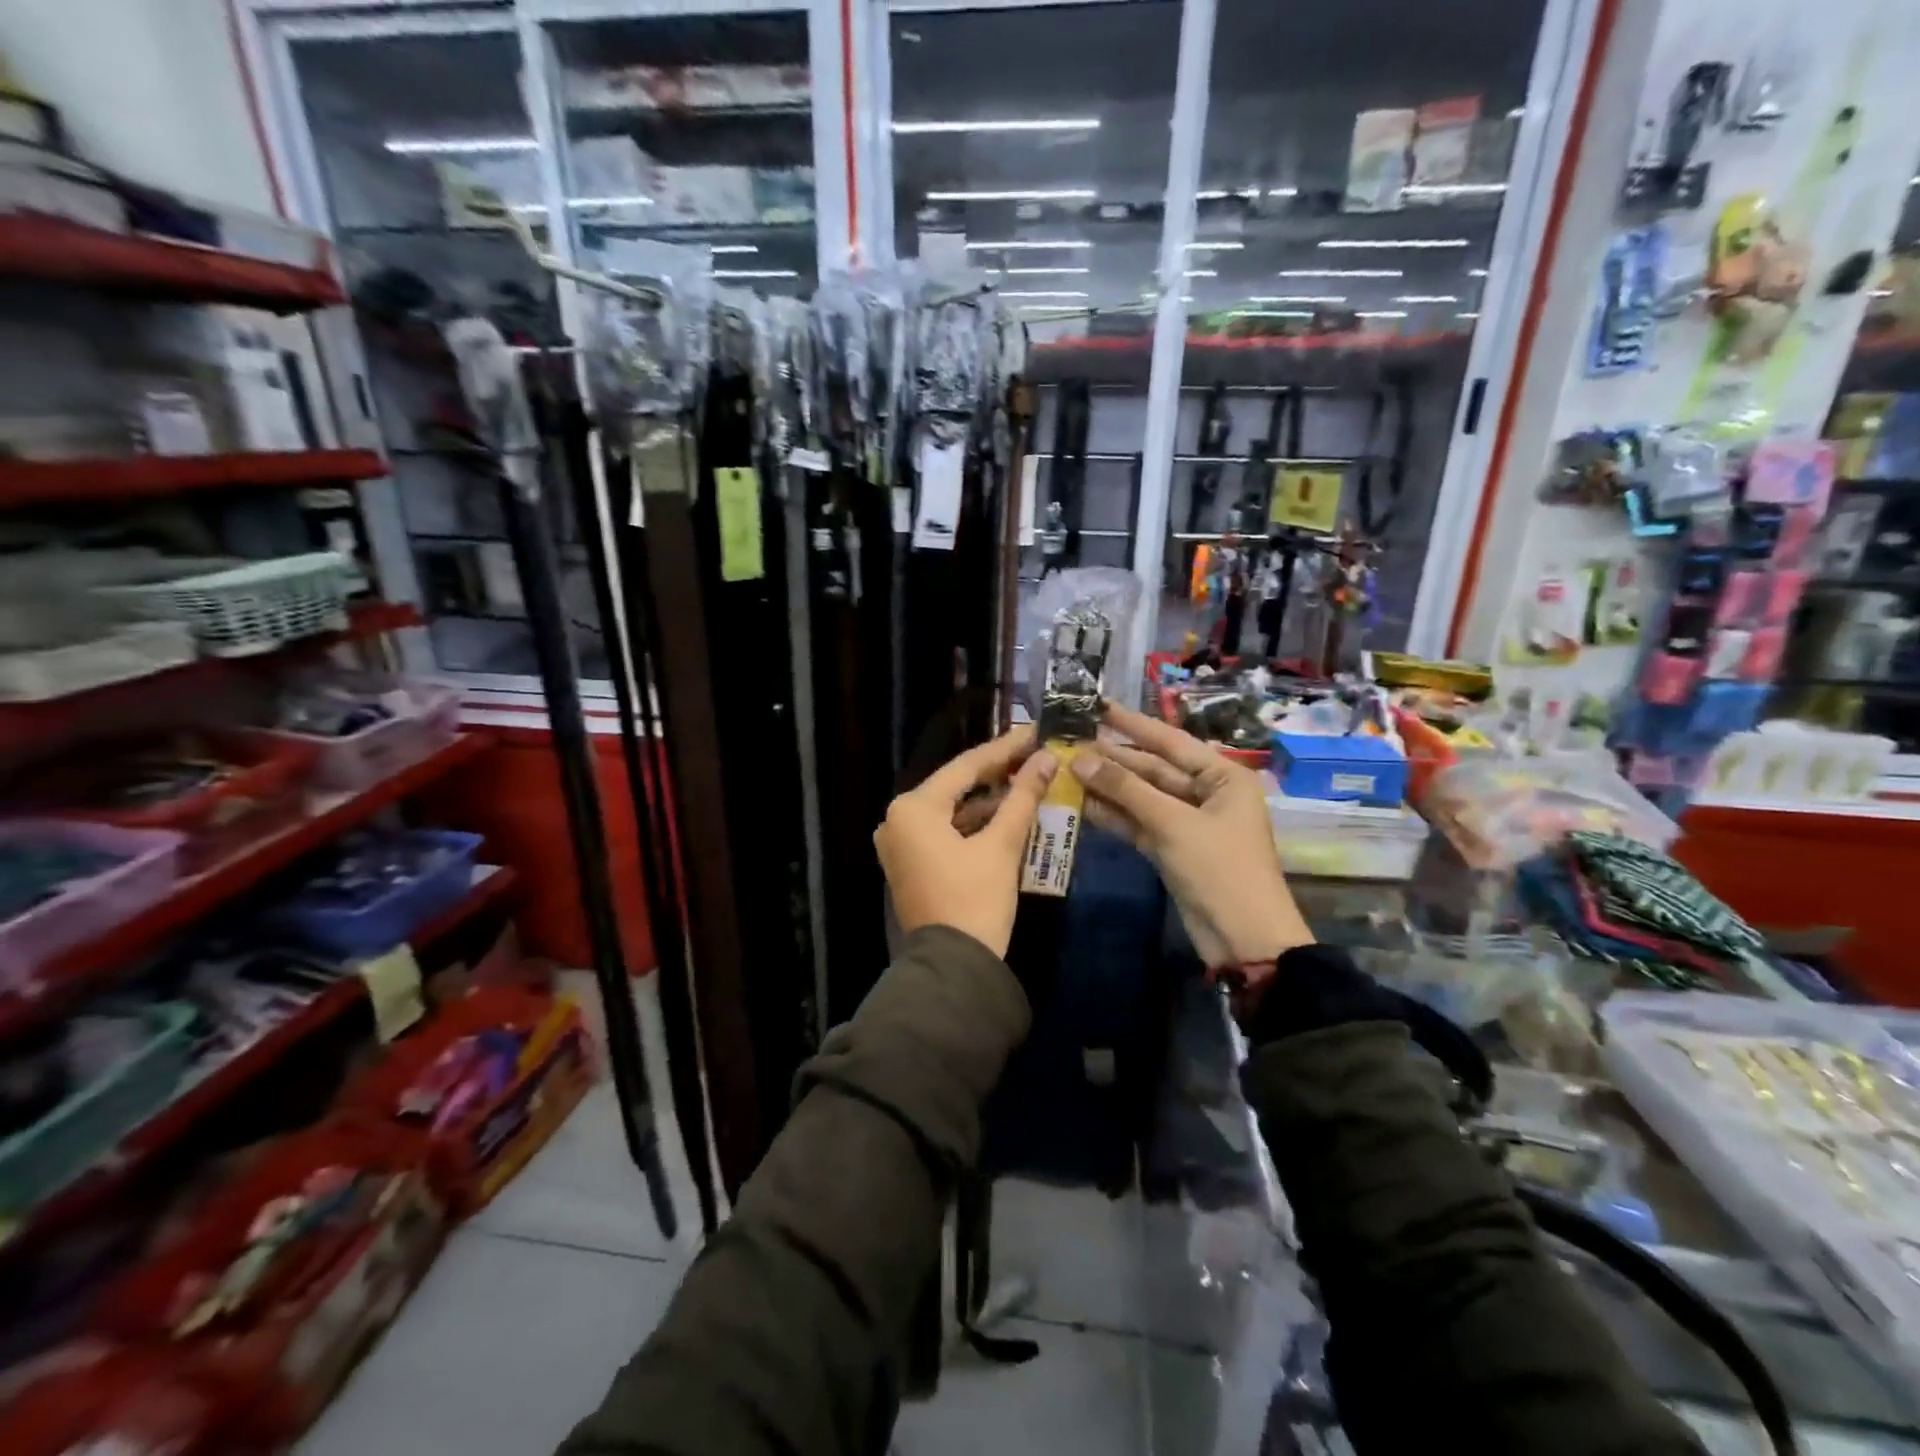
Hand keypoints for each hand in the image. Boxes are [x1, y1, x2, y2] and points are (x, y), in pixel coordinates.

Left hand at [875, 726, 1056, 958]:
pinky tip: (1005, 816)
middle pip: (955, 787)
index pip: (965, 767)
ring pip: (951, 810)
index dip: (1004, 749)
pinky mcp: (910, 864)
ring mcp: (900, 844)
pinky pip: (944, 832)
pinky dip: (973, 825)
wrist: (953, 967)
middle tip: (1033, 755)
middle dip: (996, 774)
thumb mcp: (1001, 845)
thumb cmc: (975, 900)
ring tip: (1026, 782)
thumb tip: (1045, 759)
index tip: (1033, 733)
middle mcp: (898, 820)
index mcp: (913, 808)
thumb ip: (1022, 797)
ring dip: (987, 801)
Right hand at [1071, 702, 1312, 974]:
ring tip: (1065, 769)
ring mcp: (1187, 822)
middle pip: (1152, 769)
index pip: (1170, 741)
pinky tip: (1081, 804)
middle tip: (1069, 742)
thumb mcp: (1173, 823)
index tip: (1096, 706)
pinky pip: (1138, 823)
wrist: (1243, 939)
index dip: (1131, 724)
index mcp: (1222, 776)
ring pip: (1142, 796)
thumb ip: (1125, 789)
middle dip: (1112, 759)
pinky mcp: (1172, 848)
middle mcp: (1206, 793)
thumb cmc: (1220, 869)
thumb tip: (1079, 757)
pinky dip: (1114, 815)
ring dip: (1107, 787)